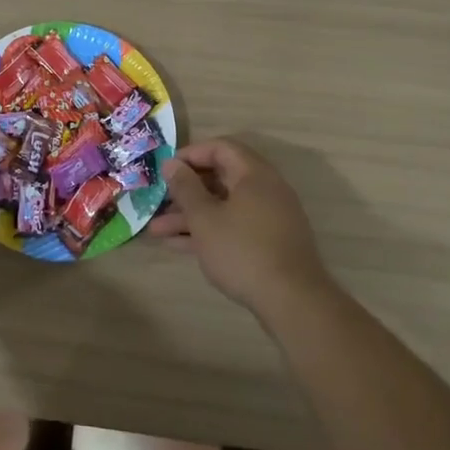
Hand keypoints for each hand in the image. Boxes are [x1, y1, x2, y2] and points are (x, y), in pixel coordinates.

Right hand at [149, 139, 332, 313]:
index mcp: (254, 174)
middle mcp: (266, 190)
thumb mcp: (204, 218)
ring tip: (157, 231)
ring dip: (191, 215)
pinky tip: (178, 245)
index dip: (191, 154)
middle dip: (186, 191)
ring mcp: (269, 218)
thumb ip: (185, 188)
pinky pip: (234, 226)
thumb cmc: (242, 250)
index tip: (166, 169)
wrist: (292, 301)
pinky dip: (209, 231)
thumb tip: (172, 163)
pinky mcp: (269, 242)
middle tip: (159, 201)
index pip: (221, 148)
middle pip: (220, 178)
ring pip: (224, 206)